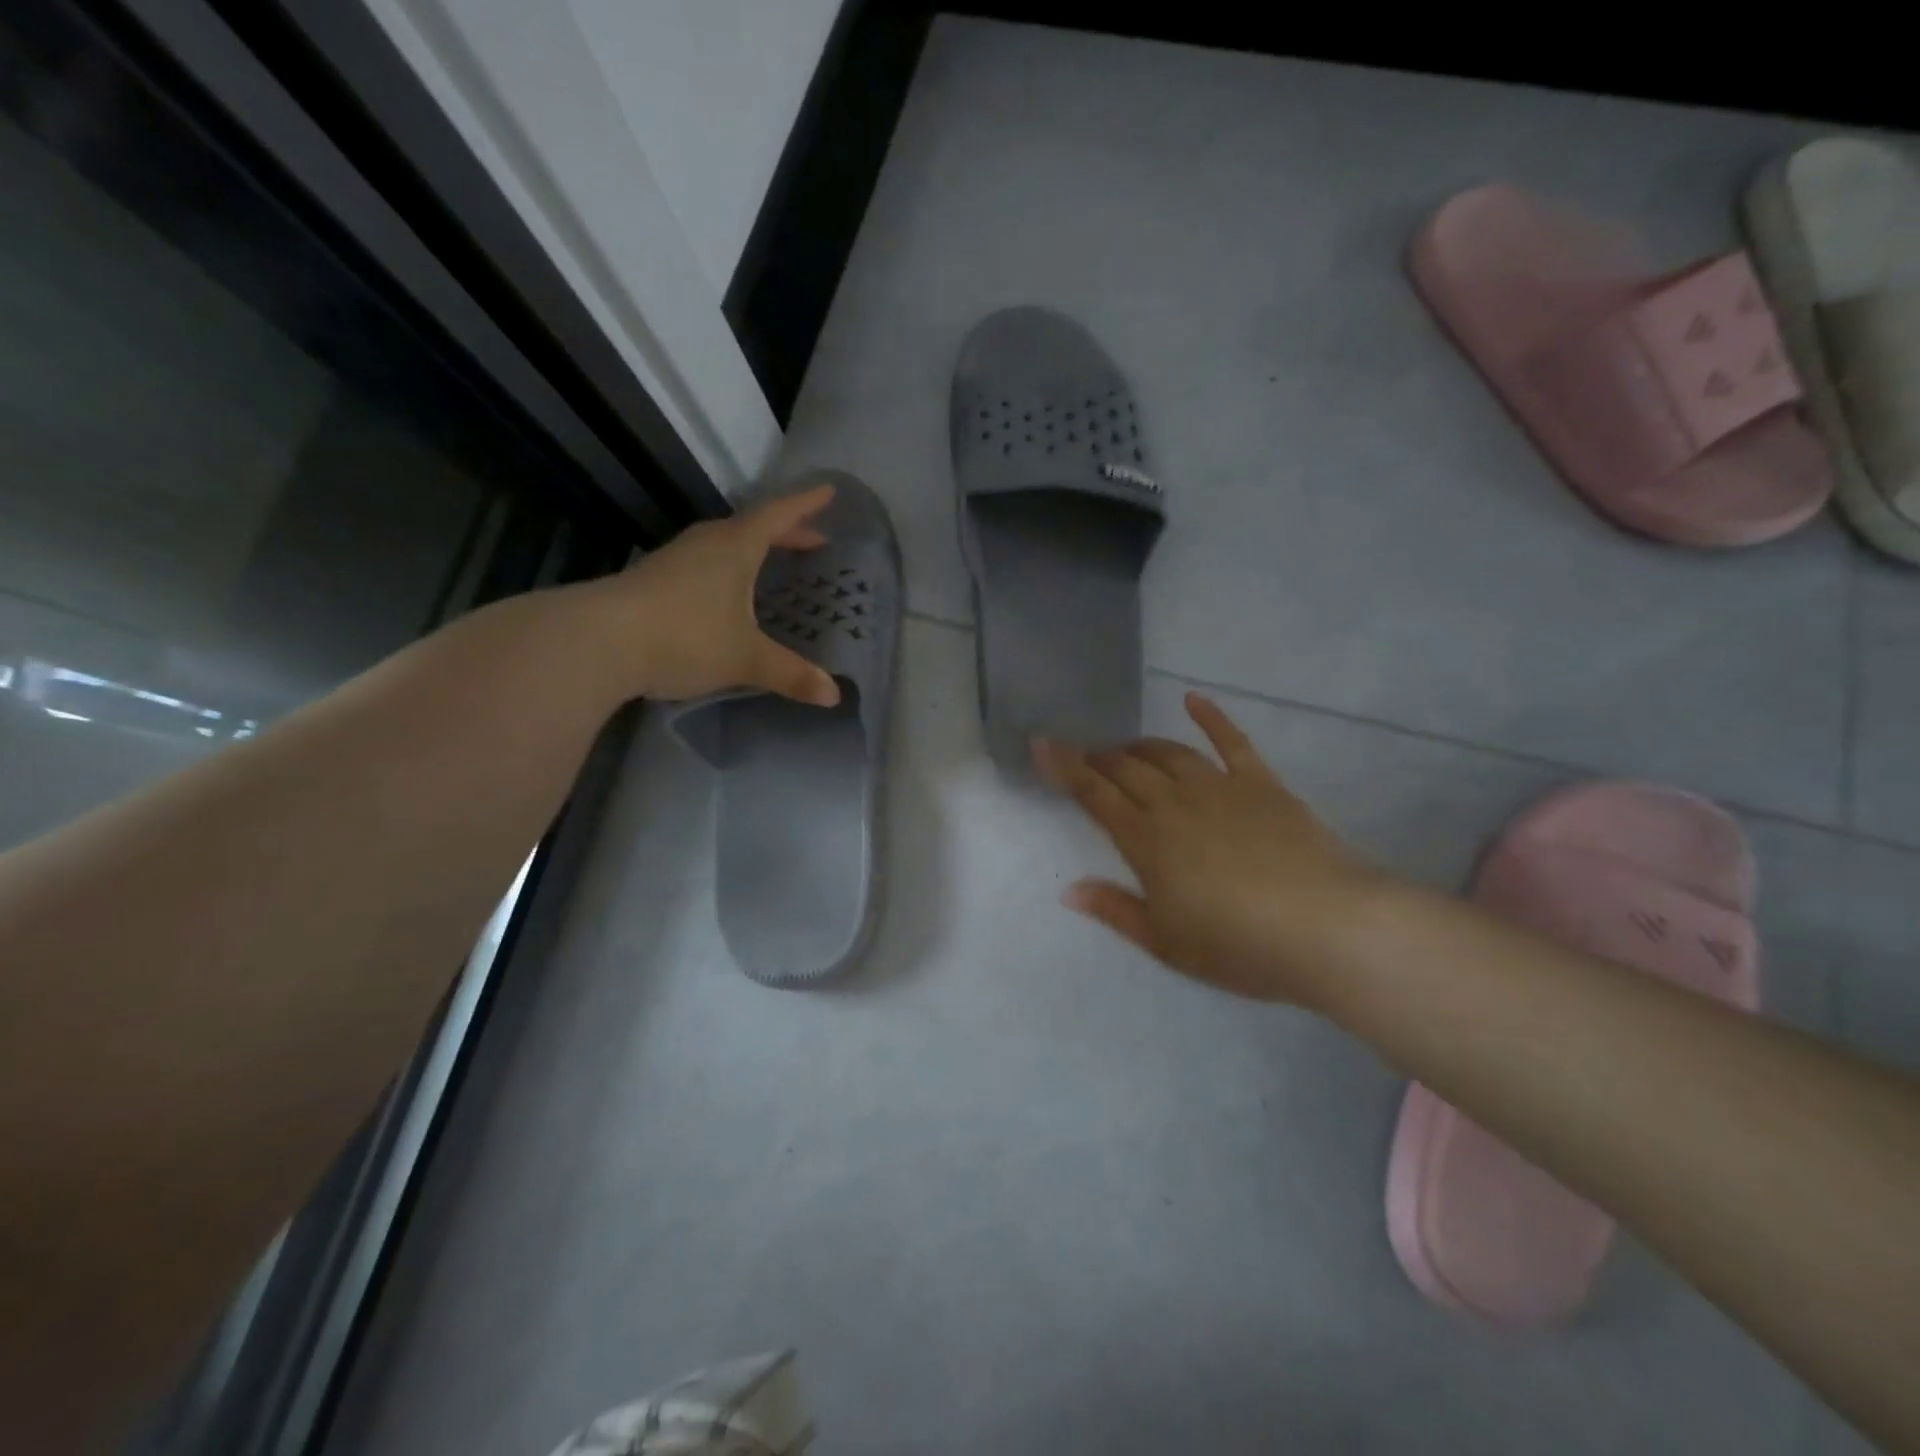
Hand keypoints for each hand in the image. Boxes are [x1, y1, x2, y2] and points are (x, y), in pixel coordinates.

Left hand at [613, 484, 841, 705]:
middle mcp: (707, 544)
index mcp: (736, 546)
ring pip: (725, 544)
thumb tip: (834, 696)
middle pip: (753, 527)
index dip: (807, 504)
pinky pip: (705, 564)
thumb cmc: (685, 636)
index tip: (829, 492)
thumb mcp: (745, 658)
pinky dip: (729, 570)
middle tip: (813, 541)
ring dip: (754, 550)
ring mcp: (676, 560)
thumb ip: (791, 674)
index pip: (779, 515)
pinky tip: (728, 594)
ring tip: (773, 564)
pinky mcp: (655, 580)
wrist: (597, 642)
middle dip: (786, 532)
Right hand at [1037, 693, 1390, 1005]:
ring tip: (1126, 749)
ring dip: (1141, 747)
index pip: (1094, 795)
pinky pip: (1231, 741)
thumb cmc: (1238, 945)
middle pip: (1127, 770)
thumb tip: (1069, 890)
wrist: (1326, 929)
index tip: (1042, 743)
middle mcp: (1175, 803)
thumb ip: (1116, 910)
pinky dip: (1210, 716)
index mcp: (1147, 841)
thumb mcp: (1166, 943)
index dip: (1064, 768)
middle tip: (1086, 758)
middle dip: (1099, 759)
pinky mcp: (1261, 784)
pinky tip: (1193, 698)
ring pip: (1169, 754)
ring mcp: (1219, 788)